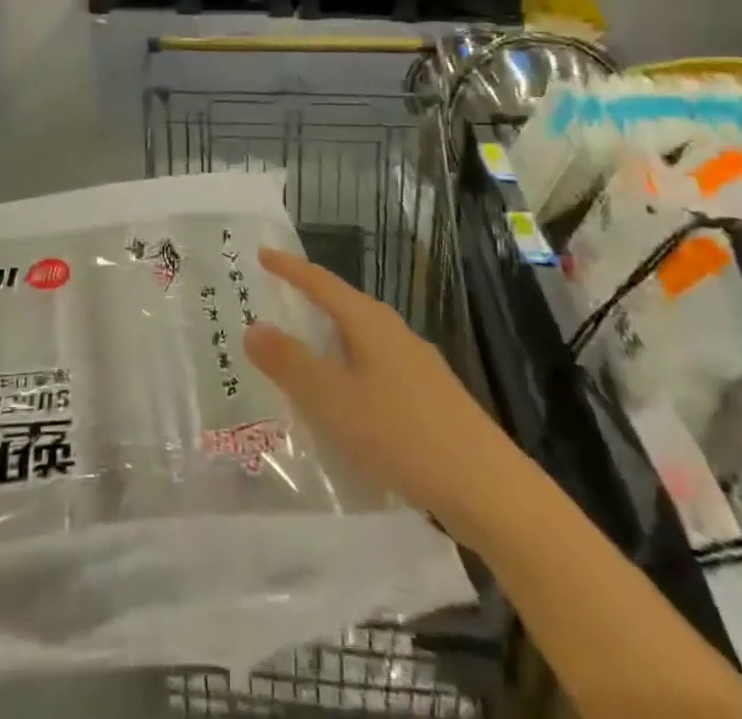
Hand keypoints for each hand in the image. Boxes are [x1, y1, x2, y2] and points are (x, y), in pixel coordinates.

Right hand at [244, 247, 501, 521]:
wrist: (487, 487)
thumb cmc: (401, 434)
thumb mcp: (332, 400)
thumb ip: (290, 363)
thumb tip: (253, 327)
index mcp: (369, 322)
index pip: (321, 282)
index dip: (290, 268)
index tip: (262, 254)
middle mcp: (393, 331)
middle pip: (343, 305)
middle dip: (309, 301)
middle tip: (276, 301)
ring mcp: (416, 363)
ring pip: (361, 338)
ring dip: (329, 339)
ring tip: (303, 353)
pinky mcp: (430, 395)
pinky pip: (376, 367)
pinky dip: (350, 370)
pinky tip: (347, 402)